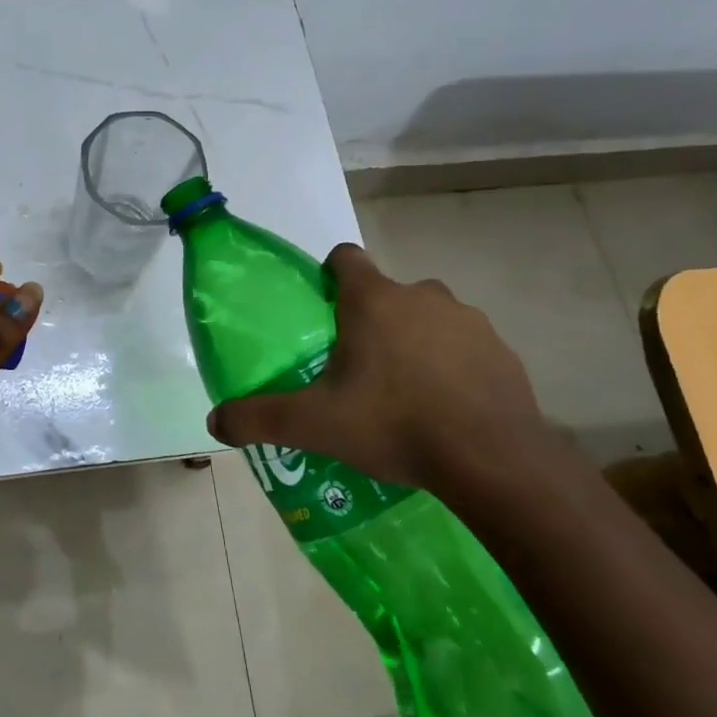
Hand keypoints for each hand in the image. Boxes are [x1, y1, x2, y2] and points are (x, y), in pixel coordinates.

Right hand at [205, 243, 547, 488]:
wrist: (493, 460)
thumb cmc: (394, 423)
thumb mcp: (314, 424)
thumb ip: (259, 418)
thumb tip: (213, 421)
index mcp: (372, 299)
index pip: (345, 256)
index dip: (330, 275)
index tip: (324, 311)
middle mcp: (421, 295)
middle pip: (387, 292)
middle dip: (372, 319)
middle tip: (360, 367)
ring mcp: (468, 321)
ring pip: (429, 318)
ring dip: (415, 341)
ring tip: (405, 393)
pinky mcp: (503, 351)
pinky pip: (466, 347)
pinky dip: (453, 366)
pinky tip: (448, 408)